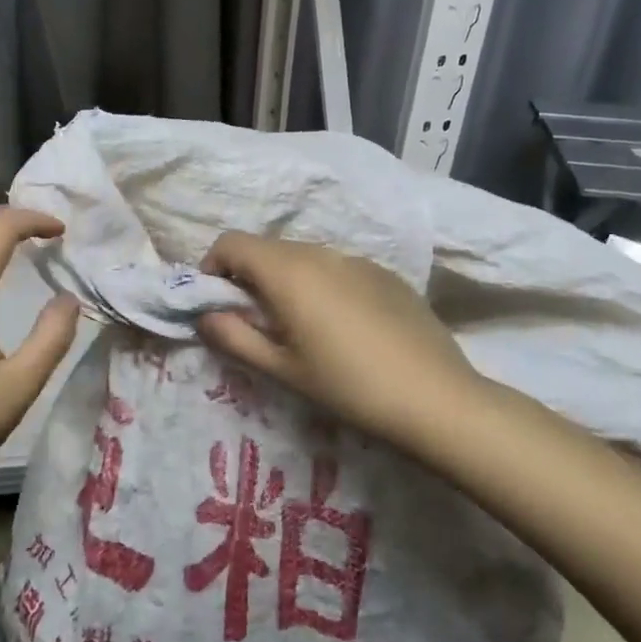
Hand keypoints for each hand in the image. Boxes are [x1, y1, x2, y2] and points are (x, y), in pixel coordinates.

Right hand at [196, 231, 491, 454]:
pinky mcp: (385, 274)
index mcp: (288, 272)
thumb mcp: (282, 369)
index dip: (213, 267)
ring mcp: (357, 260)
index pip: (232, 243)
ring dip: (285, 280)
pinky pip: (337, 268)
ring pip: (304, 257)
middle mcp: (320, 253)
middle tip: (254, 322)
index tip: (216, 302)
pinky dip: (322, 285)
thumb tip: (204, 316)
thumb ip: (234, 338)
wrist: (436, 398)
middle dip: (248, 276)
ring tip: (299, 327)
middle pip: (267, 248)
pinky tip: (343, 328)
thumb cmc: (348, 386)